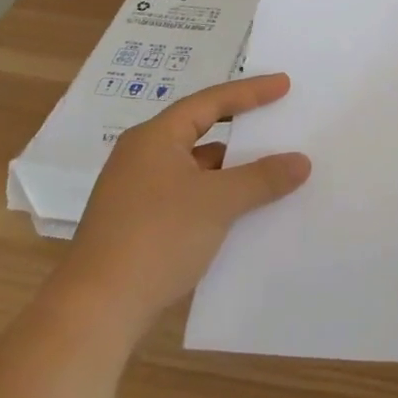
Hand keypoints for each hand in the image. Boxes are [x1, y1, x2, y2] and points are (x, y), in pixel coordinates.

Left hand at [49, 74, 309, 346]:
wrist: (96, 312)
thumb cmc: (158, 238)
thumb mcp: (219, 202)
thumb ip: (263, 177)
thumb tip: (301, 161)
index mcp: (155, 138)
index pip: (210, 102)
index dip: (250, 91)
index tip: (285, 85)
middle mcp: (142, 157)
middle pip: (200, 130)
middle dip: (241, 129)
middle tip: (277, 121)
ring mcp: (136, 193)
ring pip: (195, 167)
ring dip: (231, 168)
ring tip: (270, 170)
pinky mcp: (137, 225)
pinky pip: (188, 195)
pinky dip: (216, 195)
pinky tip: (242, 210)